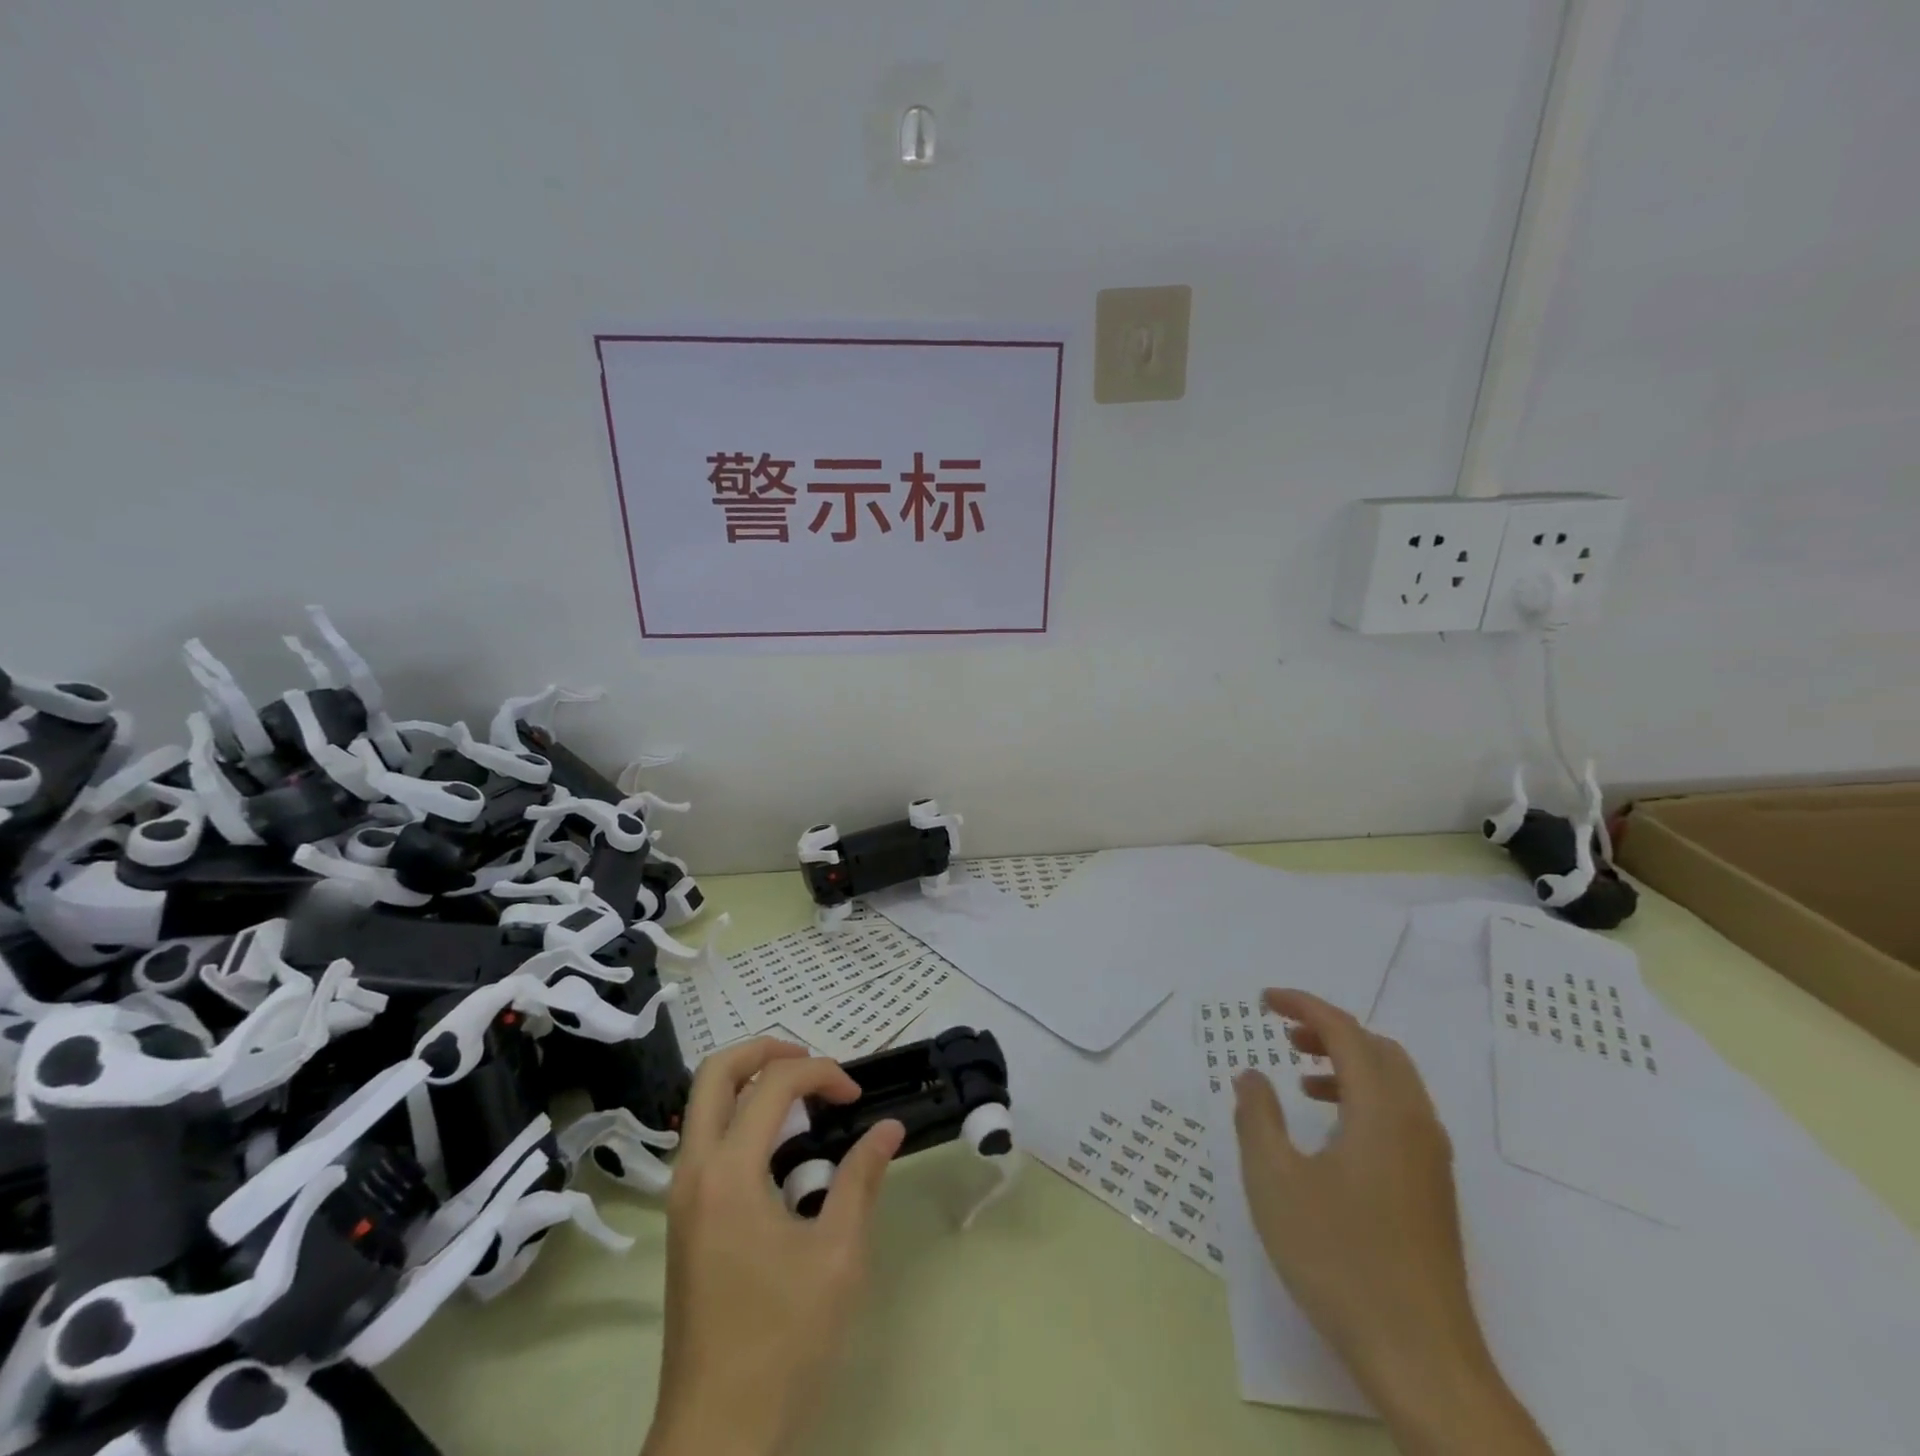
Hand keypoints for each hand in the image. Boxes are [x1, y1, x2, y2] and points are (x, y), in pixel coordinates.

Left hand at [644, 1038, 905, 1455]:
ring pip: (704, 1103)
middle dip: (767, 1050)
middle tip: (814, 1062)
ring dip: (751, 1081)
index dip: (822, 1073)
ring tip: (803, 1098)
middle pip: (716, 1072)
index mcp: (728, 1173)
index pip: (773, 1083)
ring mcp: (681, 1195)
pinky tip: (780, 1146)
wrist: (716, 1435)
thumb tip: (888, 1127)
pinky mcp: (684, 1218)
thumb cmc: (782, 1342)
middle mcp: (693, 1171)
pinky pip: (707, 1138)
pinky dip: (741, 1116)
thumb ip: (861, 1179)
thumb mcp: (837, 1256)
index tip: (857, 1098)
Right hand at [1233, 990, 1548, 1455]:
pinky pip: (1400, 1115)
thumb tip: (1252, 1075)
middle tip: (1284, 1034)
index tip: (1264, 1000)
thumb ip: (1257, 1117)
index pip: (1345, 1031)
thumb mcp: (1275, 1182)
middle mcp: (1416, 1123)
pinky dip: (1364, 1098)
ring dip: (1347, 1064)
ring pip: (1393, 1082)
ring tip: (1302, 1078)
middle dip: (1328, 1031)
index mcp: (1382, 1110)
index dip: (1303, 1005)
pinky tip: (1332, 1133)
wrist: (1422, 1361)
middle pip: (1377, 1049)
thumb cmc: (1340, 1260)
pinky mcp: (1434, 1191)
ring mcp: (1432, 1160)